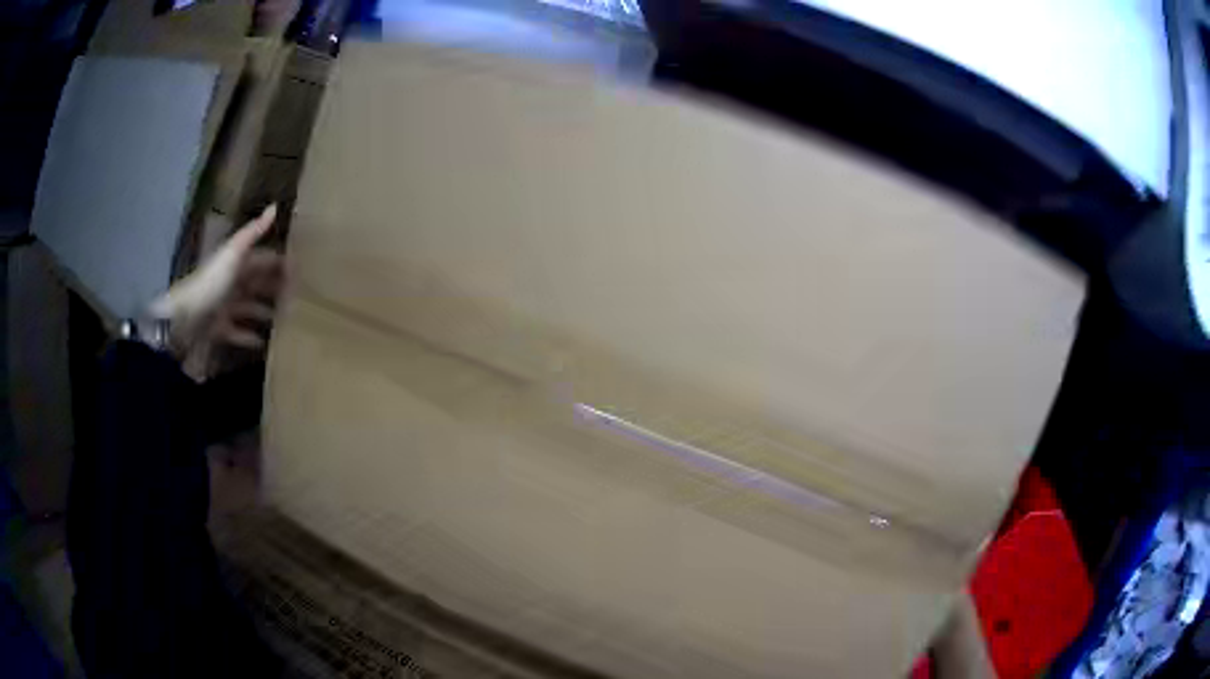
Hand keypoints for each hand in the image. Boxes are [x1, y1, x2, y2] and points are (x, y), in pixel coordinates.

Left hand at [149, 205, 284, 380]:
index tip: (302, 270)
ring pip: (250, 308)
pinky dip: (250, 336)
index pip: (263, 258)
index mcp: (236, 262)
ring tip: (286, 320)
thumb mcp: (233, 253)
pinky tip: (264, 342)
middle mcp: (232, 282)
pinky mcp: (220, 328)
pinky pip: (238, 331)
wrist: (186, 318)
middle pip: (258, 283)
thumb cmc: (212, 283)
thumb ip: (253, 232)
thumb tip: (275, 206)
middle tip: (299, 298)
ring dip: (265, 312)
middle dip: (275, 288)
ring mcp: (225, 306)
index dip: (280, 263)